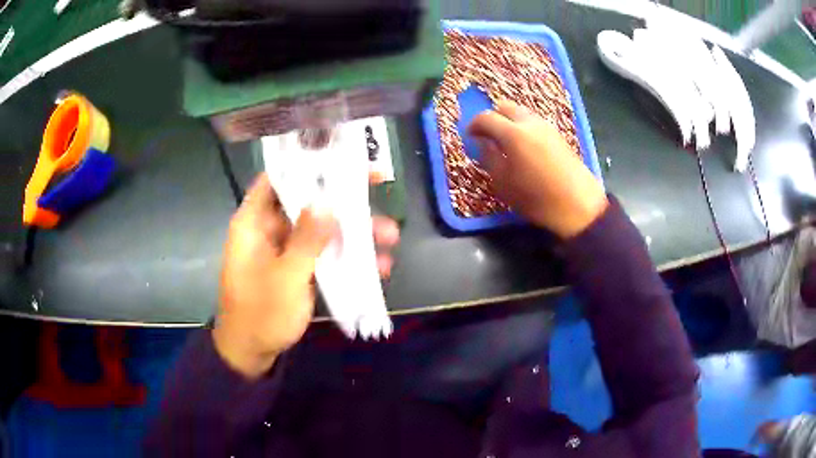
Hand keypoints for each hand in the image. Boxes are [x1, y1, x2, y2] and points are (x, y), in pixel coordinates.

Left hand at [212, 173, 399, 378]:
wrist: (252, 352)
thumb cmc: (260, 314)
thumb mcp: (285, 277)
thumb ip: (306, 239)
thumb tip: (327, 202)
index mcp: (254, 222)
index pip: (276, 178)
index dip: (305, 164)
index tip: (339, 158)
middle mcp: (269, 229)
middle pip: (306, 201)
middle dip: (343, 199)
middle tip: (378, 187)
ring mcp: (285, 249)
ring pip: (321, 228)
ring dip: (353, 232)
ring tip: (390, 238)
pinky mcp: (298, 267)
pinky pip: (324, 253)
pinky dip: (347, 256)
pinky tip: (378, 267)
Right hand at [468, 101, 607, 238]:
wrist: (578, 204)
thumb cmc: (537, 198)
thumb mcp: (504, 183)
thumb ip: (490, 158)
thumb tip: (483, 143)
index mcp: (513, 134)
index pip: (486, 118)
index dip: (474, 124)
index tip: (470, 136)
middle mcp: (530, 123)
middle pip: (505, 106)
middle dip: (493, 117)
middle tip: (488, 135)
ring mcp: (547, 126)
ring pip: (522, 112)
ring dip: (510, 121)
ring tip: (506, 141)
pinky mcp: (558, 134)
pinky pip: (534, 122)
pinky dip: (524, 127)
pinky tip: (524, 146)